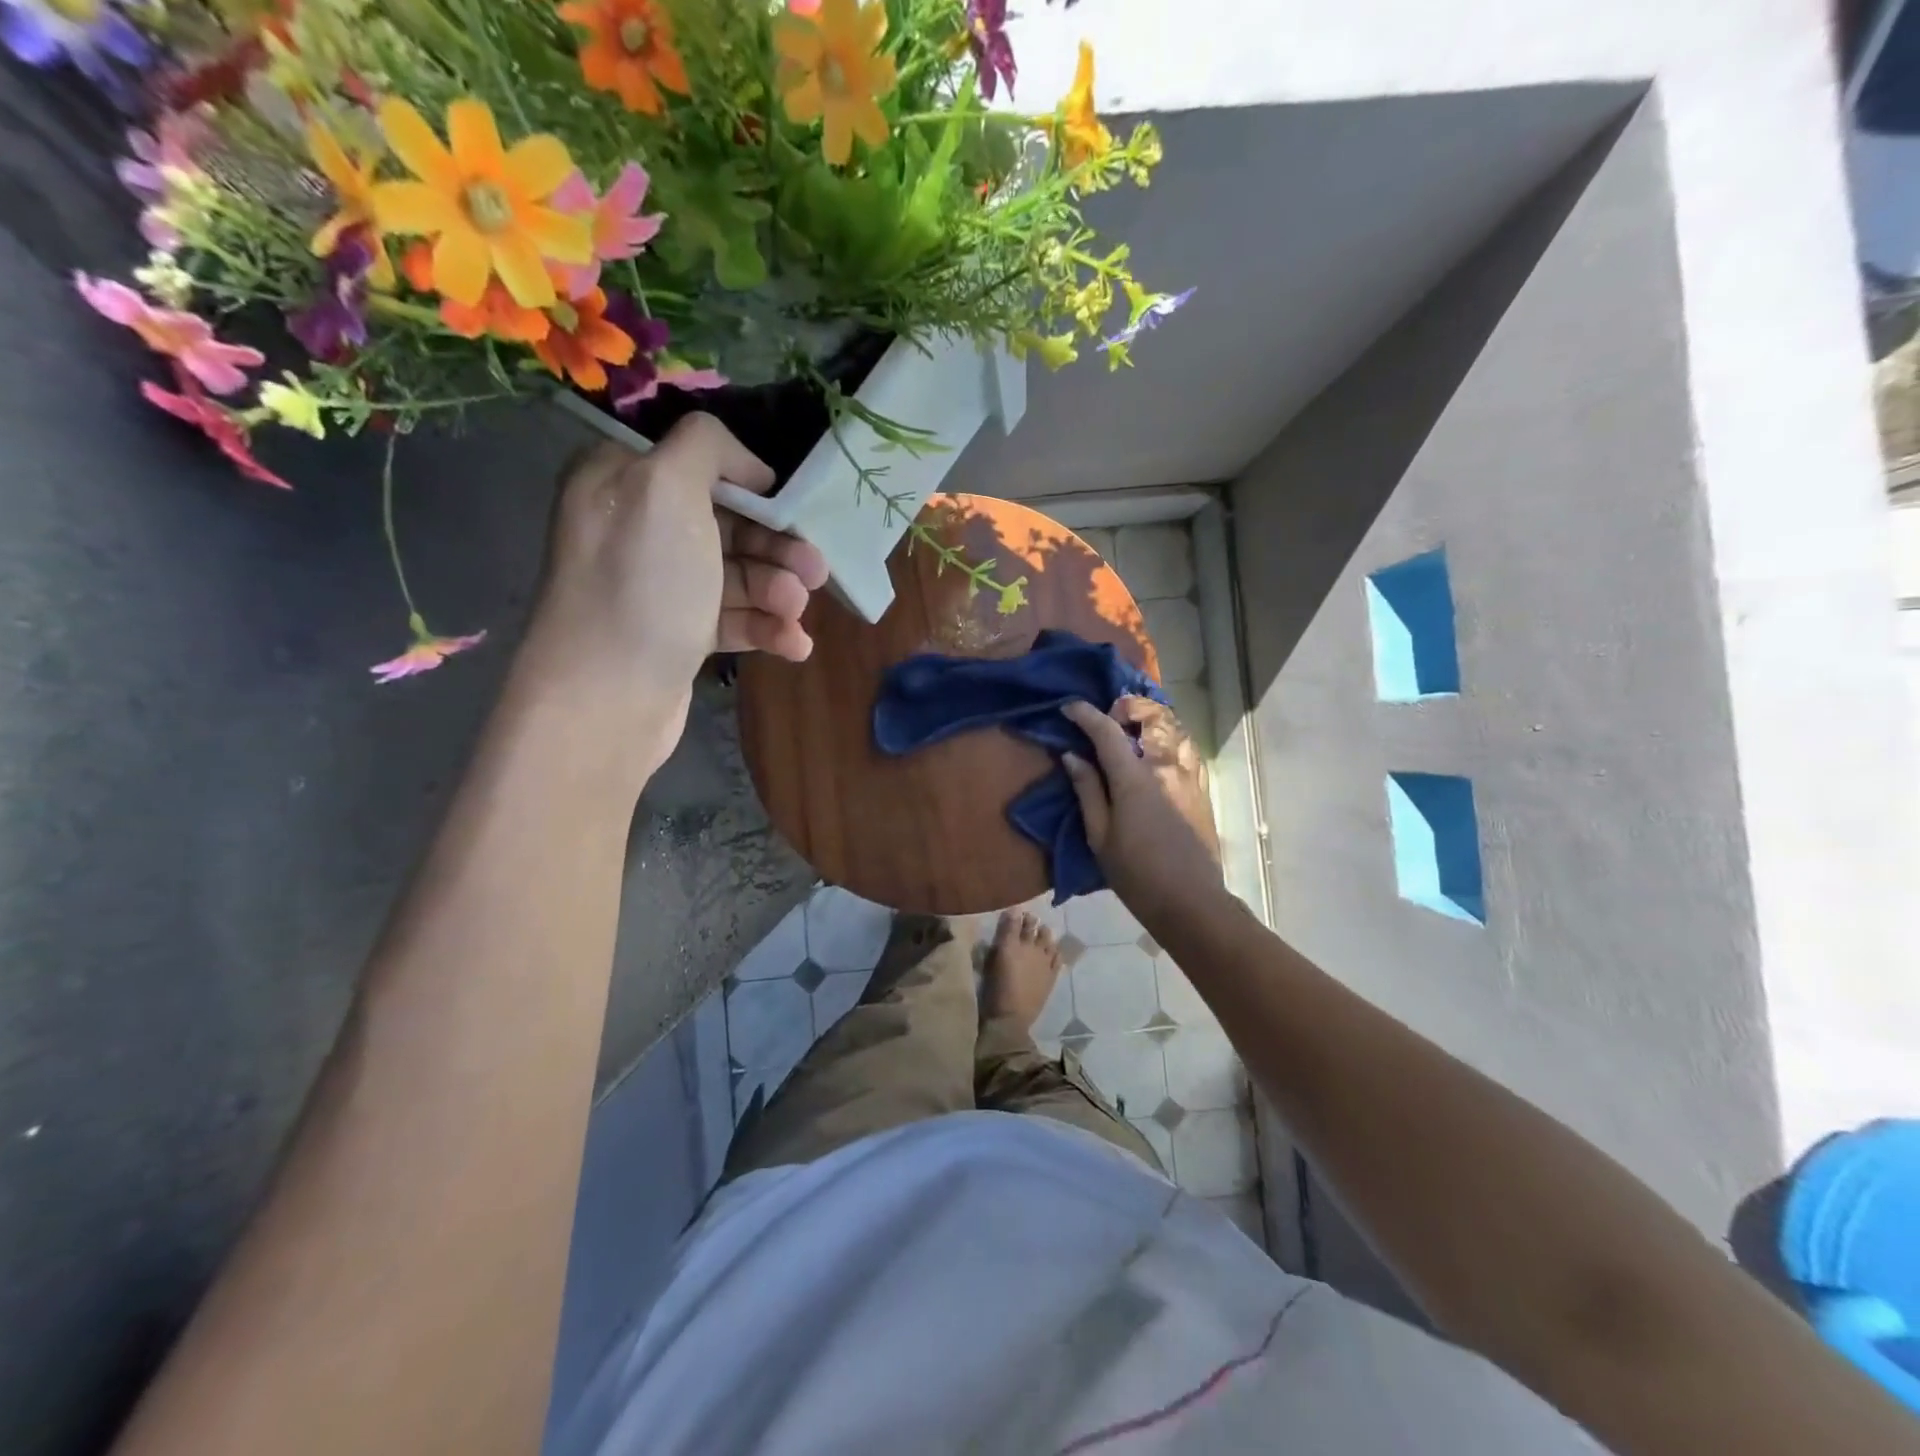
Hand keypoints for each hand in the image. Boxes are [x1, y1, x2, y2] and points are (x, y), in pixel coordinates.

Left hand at [515, 416, 827, 743]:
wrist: (605, 699)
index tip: (789, 506)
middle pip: (727, 523)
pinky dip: (766, 628)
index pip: (698, 464)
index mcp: (622, 480)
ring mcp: (658, 586)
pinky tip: (794, 645)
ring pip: (736, 574)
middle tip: (816, 570)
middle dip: (777, 548)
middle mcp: (636, 528)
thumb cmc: (642, 585)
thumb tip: (746, 465)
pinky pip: (732, 618)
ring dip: (777, 590)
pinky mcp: (677, 634)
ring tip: (796, 612)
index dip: (749, 483)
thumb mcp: (667, 488)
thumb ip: (706, 447)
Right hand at [1061, 696, 1222, 923]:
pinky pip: (1188, 749)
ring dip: (1151, 719)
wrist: (1190, 901)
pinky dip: (1171, 738)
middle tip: (1106, 717)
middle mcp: (1164, 766)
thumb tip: (1072, 756)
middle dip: (1126, 707)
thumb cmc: (1136, 873)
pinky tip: (1160, 751)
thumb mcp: (1099, 836)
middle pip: (1149, 716)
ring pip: (1174, 728)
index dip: (1086, 714)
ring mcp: (1188, 775)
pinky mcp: (1201, 789)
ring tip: (1133, 727)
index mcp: (1134, 778)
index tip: (1068, 707)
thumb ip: (1087, 790)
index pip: (1107, 731)